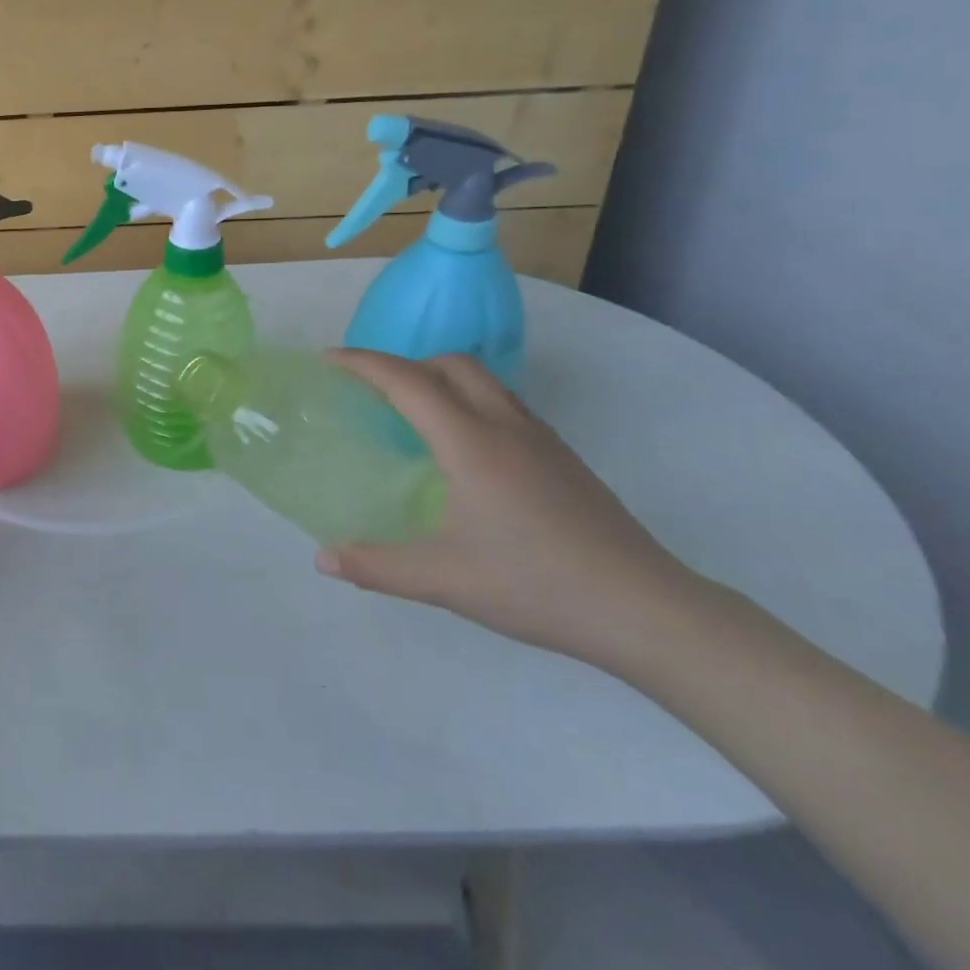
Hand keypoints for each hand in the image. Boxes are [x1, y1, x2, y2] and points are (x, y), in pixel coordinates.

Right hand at [314, 350, 700, 668]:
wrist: (646, 610)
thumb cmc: (536, 585)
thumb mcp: (443, 581)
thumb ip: (376, 566)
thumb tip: (322, 559)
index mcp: (471, 444)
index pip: (408, 381)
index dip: (363, 363)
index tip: (328, 359)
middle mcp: (506, 426)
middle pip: (451, 364)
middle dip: (404, 363)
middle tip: (371, 389)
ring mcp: (541, 440)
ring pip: (485, 380)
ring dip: (441, 378)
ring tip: (412, 412)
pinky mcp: (563, 459)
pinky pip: (505, 404)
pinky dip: (469, 401)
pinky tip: (463, 450)